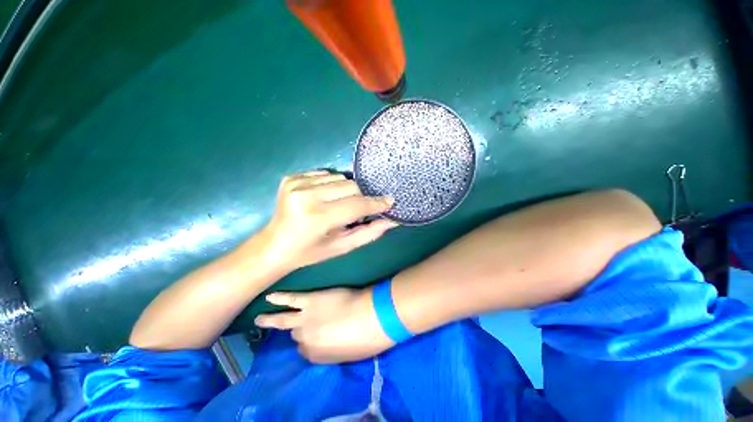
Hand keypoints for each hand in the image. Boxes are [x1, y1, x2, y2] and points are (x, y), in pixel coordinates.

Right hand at [255, 288, 394, 362]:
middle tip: (301, 325)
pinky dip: (280, 298)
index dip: (309, 342)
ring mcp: (306, 318)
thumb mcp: (347, 355)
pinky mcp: (310, 300)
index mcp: (316, 356)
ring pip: (283, 320)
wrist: (372, 316)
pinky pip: (291, 299)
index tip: (314, 337)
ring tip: (259, 319)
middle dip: (300, 330)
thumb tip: (327, 345)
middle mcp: (305, 339)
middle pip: (296, 335)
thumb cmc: (366, 339)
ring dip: (270, 319)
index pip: (305, 350)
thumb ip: (332, 351)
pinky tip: (269, 296)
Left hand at [260, 171, 396, 270]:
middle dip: (359, 198)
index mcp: (317, 217)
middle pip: (351, 186)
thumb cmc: (309, 252)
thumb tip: (391, 221)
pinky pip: (325, 174)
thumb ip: (368, 233)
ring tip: (336, 206)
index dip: (375, 204)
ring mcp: (296, 183)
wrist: (273, 245)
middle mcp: (306, 195)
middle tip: (354, 213)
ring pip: (340, 178)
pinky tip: (323, 199)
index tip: (389, 202)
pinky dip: (330, 186)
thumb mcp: (341, 247)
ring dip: (344, 192)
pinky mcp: (291, 177)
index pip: (356, 205)